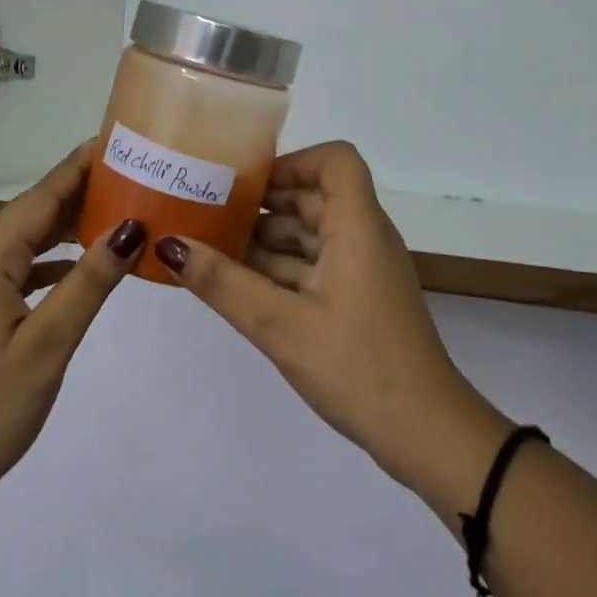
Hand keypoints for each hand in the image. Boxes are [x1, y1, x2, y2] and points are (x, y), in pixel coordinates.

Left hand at [0, 142, 146, 523]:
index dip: (80, 166)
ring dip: (67, 227)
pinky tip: (80, 269)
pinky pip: (17, 270)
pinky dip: (51, 262)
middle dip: (80, 192)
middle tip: (134, 176)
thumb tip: (131, 228)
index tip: (120, 140)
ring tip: (119, 213)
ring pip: (25, 242)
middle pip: (32, 213)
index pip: (42, 196)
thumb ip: (90, 282)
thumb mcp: (48, 344)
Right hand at [153, 142, 512, 515]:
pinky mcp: (357, 302)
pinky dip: (277, 271)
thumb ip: (223, 283)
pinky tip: (236, 286)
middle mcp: (364, 239)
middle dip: (262, 204)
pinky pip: (313, 269)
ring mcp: (362, 273)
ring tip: (209, 250)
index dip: (292, 162)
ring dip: (264, 241)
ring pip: (309, 237)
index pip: (334, 161)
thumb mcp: (281, 325)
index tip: (246, 184)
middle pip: (313, 198)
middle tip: (207, 213)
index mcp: (358, 227)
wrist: (426, 434)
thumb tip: (170, 245)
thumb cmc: (358, 366)